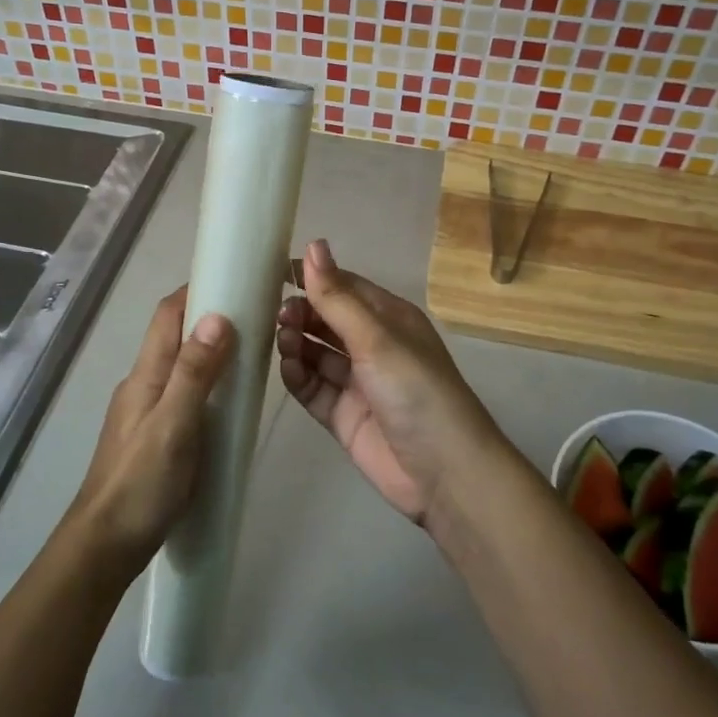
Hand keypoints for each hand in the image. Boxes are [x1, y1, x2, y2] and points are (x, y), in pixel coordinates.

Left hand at [71, 289, 233, 567]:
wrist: (105, 545)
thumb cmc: (141, 484)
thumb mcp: (173, 426)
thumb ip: (194, 373)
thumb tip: (217, 316)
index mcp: (146, 375)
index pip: (168, 315)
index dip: (196, 290)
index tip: (235, 279)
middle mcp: (143, 384)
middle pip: (174, 336)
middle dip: (210, 317)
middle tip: (256, 316)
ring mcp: (146, 411)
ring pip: (180, 365)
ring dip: (210, 351)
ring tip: (251, 354)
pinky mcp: (154, 435)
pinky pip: (184, 393)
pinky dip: (207, 383)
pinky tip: (230, 402)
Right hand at [277, 240, 512, 525]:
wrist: (444, 472)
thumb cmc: (415, 389)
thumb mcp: (376, 338)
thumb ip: (337, 297)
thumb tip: (313, 244)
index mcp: (388, 318)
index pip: (343, 286)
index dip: (312, 277)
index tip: (273, 272)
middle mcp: (372, 346)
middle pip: (326, 320)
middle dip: (301, 313)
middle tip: (278, 316)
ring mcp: (357, 382)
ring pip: (315, 353)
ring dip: (296, 343)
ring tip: (283, 341)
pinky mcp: (343, 415)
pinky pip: (312, 388)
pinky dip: (298, 377)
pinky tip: (289, 369)